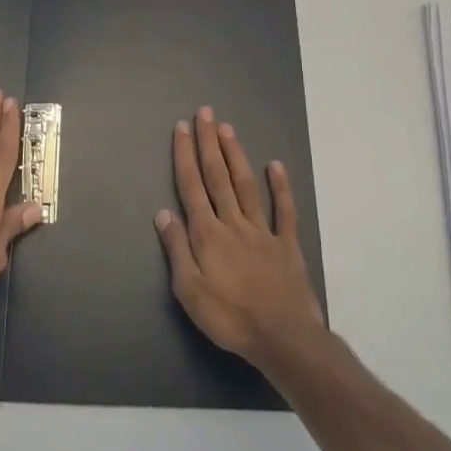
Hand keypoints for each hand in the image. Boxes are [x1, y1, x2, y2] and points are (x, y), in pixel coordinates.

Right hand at [155, 105, 324, 368]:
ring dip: (236, 155)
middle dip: (209, 143)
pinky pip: (284, 210)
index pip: (192, 187)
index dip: (185, 156)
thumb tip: (163, 213)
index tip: (181, 128)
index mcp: (207, 234)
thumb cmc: (229, 318)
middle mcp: (233, 223)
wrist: (282, 337)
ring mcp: (263, 231)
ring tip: (228, 129)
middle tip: (205, 113)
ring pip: (246, 185)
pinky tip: (275, 165)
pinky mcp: (287, 244)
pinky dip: (280, 186)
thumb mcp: (189, 291)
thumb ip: (177, 249)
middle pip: (218, 177)